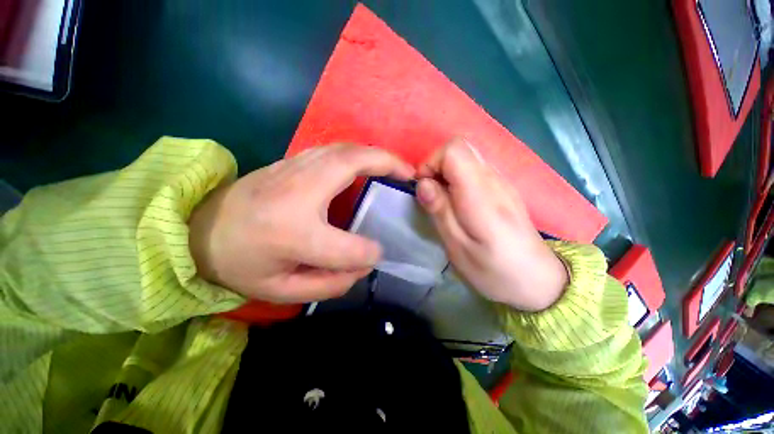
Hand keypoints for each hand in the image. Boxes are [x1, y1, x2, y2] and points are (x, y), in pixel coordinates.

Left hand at [189, 144, 414, 302]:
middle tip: (409, 174)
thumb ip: (329, 284)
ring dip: (374, 154)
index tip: (378, 253)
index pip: (346, 246)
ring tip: (394, 166)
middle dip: (387, 163)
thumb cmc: (239, 264)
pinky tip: (366, 162)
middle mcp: (296, 192)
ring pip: (343, 149)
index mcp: (293, 232)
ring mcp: (292, 170)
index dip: (368, 253)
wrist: (197, 230)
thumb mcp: (281, 290)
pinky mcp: (290, 162)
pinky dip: (357, 152)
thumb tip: (364, 265)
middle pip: (351, 164)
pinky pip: (332, 150)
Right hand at [416, 138, 567, 311]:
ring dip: (447, 174)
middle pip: (461, 148)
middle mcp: (494, 180)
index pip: (454, 151)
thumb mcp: (457, 246)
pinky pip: (475, 170)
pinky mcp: (503, 188)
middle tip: (432, 196)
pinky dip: (458, 179)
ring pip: (467, 157)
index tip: (424, 188)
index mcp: (481, 195)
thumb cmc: (493, 270)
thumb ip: (440, 210)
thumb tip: (423, 183)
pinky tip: (459, 204)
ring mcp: (502, 182)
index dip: (431, 163)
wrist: (538, 280)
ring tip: (443, 202)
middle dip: (437, 167)